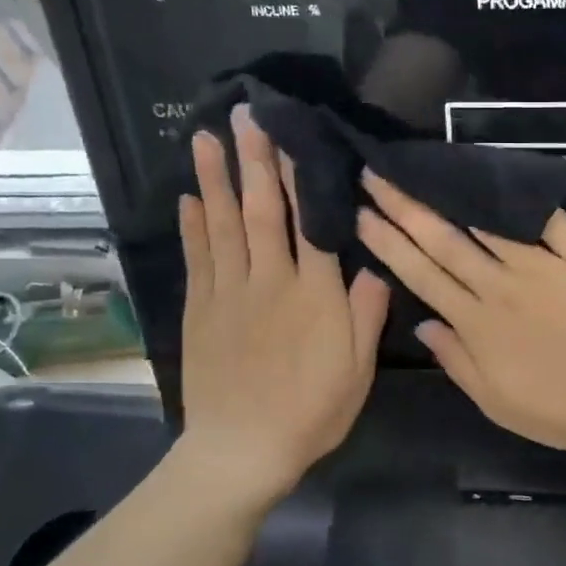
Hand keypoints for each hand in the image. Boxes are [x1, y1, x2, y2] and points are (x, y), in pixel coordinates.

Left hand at [177, 107, 390, 498]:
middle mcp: (270, 281)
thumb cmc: (311, 411)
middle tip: (245, 116)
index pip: (311, 223)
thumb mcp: (357, 369)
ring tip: (207, 138)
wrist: (242, 449)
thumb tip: (374, 264)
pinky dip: (194, 225)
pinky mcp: (201, 310)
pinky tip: (191, 198)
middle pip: (263, 212)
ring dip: (217, 180)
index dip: (303, 176)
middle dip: (255, 161)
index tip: (294, 137)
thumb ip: (366, 313)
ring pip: (223, 225)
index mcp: (315, 295)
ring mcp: (229, 293)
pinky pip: (198, 258)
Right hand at [356, 172, 565, 453]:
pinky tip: (499, 175)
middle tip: (376, 172)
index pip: (422, 275)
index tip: (362, 213)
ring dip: (451, 195)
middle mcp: (501, 286)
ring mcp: (544, 266)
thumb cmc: (562, 412)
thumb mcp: (496, 402)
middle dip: (405, 206)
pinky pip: (550, 220)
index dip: (389, 243)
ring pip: (489, 223)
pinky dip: (524, 199)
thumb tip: (421, 325)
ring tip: (425, 168)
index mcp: (477, 323)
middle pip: (445, 240)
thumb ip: (456, 361)